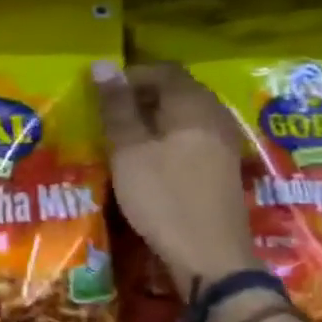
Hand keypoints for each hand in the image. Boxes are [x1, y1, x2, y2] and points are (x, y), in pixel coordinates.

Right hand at [92, 60, 259, 289]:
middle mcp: (215, 116)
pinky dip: (165, 139)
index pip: (162, 70)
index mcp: (193, 106)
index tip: (98, 94)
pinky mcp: (221, 167)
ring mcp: (223, 143)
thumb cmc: (163, 198)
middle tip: (105, 116)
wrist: (210, 257)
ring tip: (121, 137)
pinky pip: (190, 137)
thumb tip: (102, 64)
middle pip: (176, 91)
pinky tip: (146, 160)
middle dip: (139, 97)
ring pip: (183, 116)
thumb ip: (117, 108)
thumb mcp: (129, 152)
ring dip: (151, 120)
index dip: (128, 76)